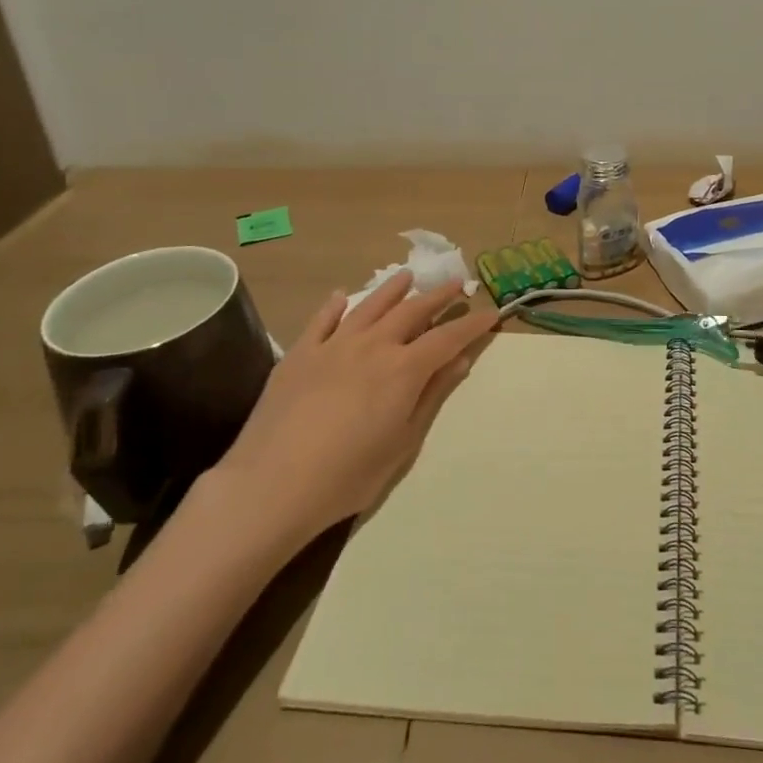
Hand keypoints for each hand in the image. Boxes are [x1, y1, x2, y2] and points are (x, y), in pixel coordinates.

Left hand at [211, 272, 498, 555]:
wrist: (270, 486)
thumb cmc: (347, 476)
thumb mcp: (402, 443)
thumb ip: (431, 396)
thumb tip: (459, 361)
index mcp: (403, 370)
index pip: (448, 338)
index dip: (473, 325)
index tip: (491, 313)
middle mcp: (372, 346)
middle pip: (412, 311)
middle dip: (438, 296)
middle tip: (456, 284)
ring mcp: (332, 346)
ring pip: (369, 306)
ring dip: (392, 289)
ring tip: (408, 276)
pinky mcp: (299, 354)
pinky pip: (322, 320)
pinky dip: (335, 305)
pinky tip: (341, 296)